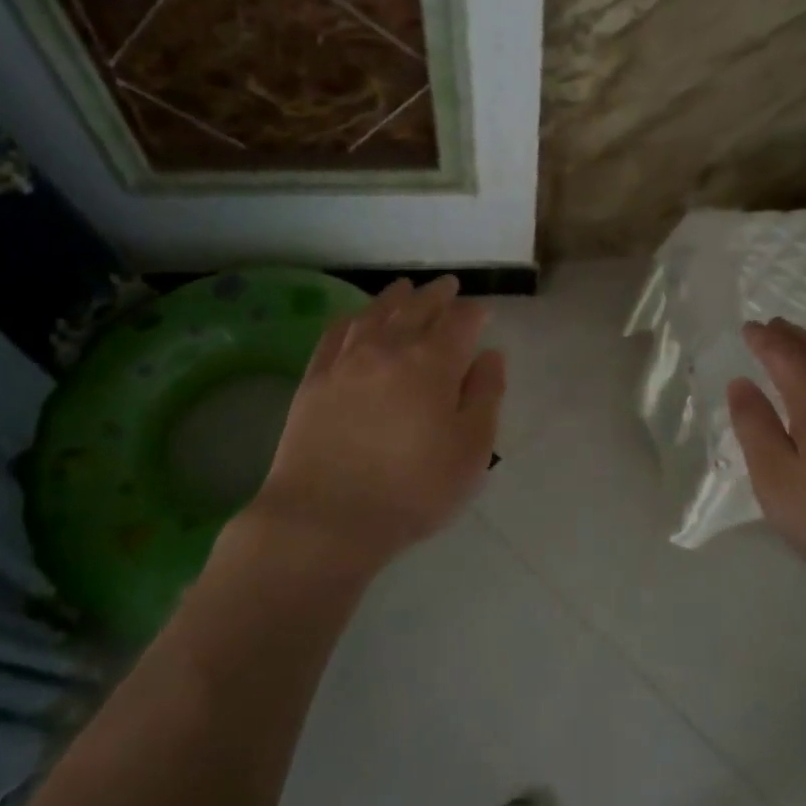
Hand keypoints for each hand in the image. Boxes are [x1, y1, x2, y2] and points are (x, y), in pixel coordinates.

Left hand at [241, 276, 503, 579]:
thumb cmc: (411, 491)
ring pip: (375, 313)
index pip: (460, 321)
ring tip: (405, 289)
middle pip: (417, 307)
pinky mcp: (314, 378)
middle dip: (437, 295)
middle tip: (448, 286)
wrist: (325, 518)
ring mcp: (346, 360)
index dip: (475, 313)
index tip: (484, 314)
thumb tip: (490, 355)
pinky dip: (352, 318)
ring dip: (395, 297)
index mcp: (433, 363)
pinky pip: (335, 333)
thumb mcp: (470, 451)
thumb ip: (486, 396)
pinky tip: (356, 318)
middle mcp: (389, 348)